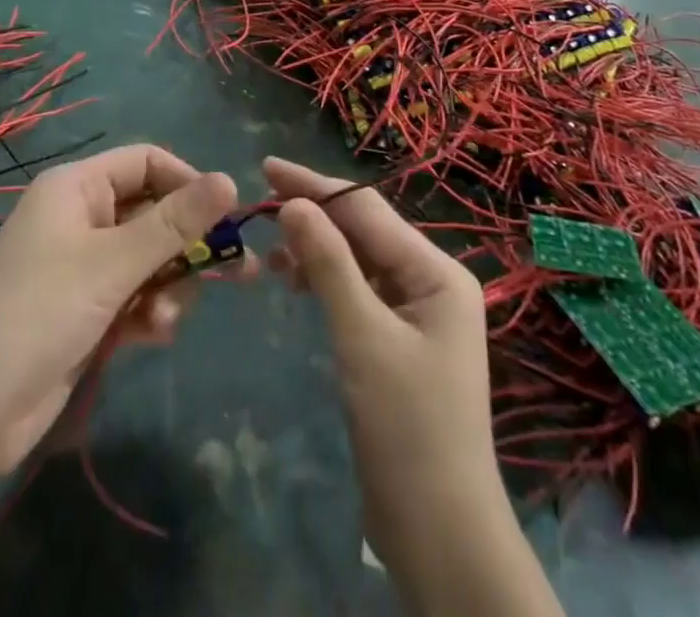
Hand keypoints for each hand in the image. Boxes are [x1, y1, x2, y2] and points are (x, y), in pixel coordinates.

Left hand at [0, 145, 236, 480]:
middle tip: (231, 271)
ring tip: (164, 317)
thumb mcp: (112, 264)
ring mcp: (81, 268)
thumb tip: (230, 179)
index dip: (187, 182)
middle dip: (185, 243)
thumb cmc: (37, 314)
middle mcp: (80, 219)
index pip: (146, 162)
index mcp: (77, 188)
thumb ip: (174, 224)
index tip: (223, 217)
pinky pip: (133, 296)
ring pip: (148, 259)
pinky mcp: (84, 312)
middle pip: (152, 212)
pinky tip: (152, 334)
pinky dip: (148, 311)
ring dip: (167, 284)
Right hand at [264, 158, 507, 566]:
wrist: (440, 533)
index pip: (367, 210)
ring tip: (270, 251)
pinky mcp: (399, 339)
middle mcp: (431, 281)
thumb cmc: (407, 428)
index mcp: (437, 271)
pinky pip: (359, 290)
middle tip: (259, 201)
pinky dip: (326, 281)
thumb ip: (328, 263)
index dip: (315, 185)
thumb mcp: (362, 336)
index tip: (266, 166)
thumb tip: (293, 202)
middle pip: (364, 230)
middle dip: (314, 214)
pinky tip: (294, 282)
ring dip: (316, 249)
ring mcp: (417, 311)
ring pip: (359, 260)